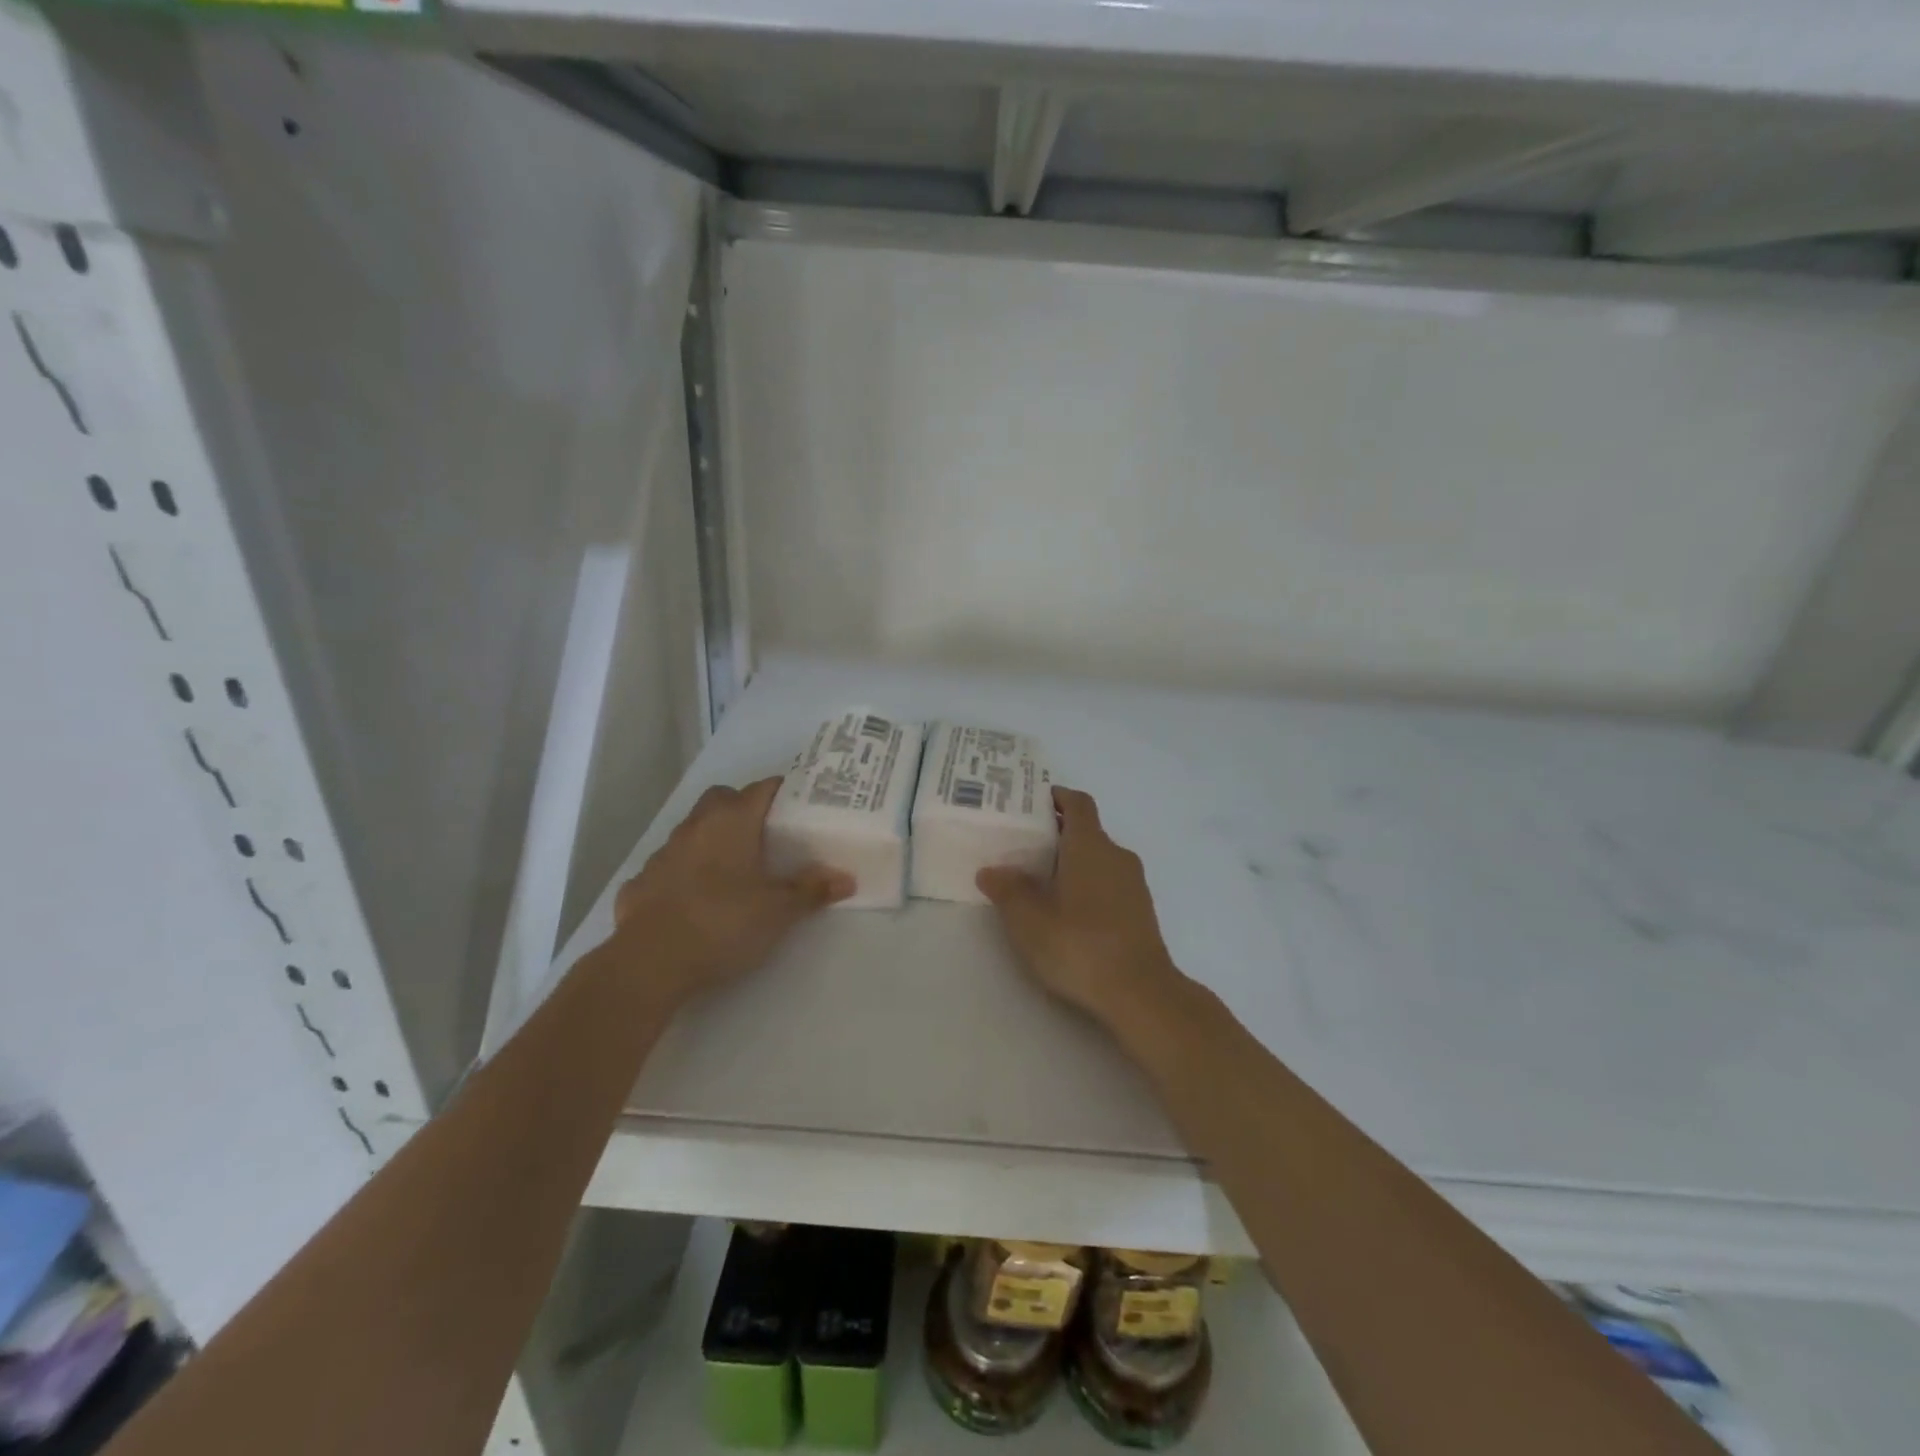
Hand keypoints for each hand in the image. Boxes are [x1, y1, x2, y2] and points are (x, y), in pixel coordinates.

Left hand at [612, 778, 852, 1008]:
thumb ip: (811, 891)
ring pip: (693, 830)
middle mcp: (696, 827)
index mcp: (731, 822)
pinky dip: (685, 874)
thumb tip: (846, 879)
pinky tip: (695, 900)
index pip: (762, 788)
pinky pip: (669, 866)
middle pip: (722, 799)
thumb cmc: (723, 923)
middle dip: (743, 807)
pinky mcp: (641, 883)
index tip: (802, 804)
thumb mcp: (778, 911)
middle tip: (766, 834)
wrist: (649, 963)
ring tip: (734, 869)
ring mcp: (663, 853)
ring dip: (712, 840)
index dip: (784, 791)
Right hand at [977, 787, 1187, 1031]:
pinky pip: (1109, 882)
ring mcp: (1134, 884)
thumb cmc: (1080, 945)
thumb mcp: (1029, 920)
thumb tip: (991, 871)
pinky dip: (1088, 885)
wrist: (1141, 993)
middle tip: (1022, 846)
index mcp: (1090, 845)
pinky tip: (1067, 911)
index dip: (1057, 797)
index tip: (1032, 802)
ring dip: (1073, 862)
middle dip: (1057, 834)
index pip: (1078, 803)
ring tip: (1040, 881)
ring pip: (1099, 858)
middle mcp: (1117, 855)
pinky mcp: (1141, 911)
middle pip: (1087, 830)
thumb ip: (1008, 890)